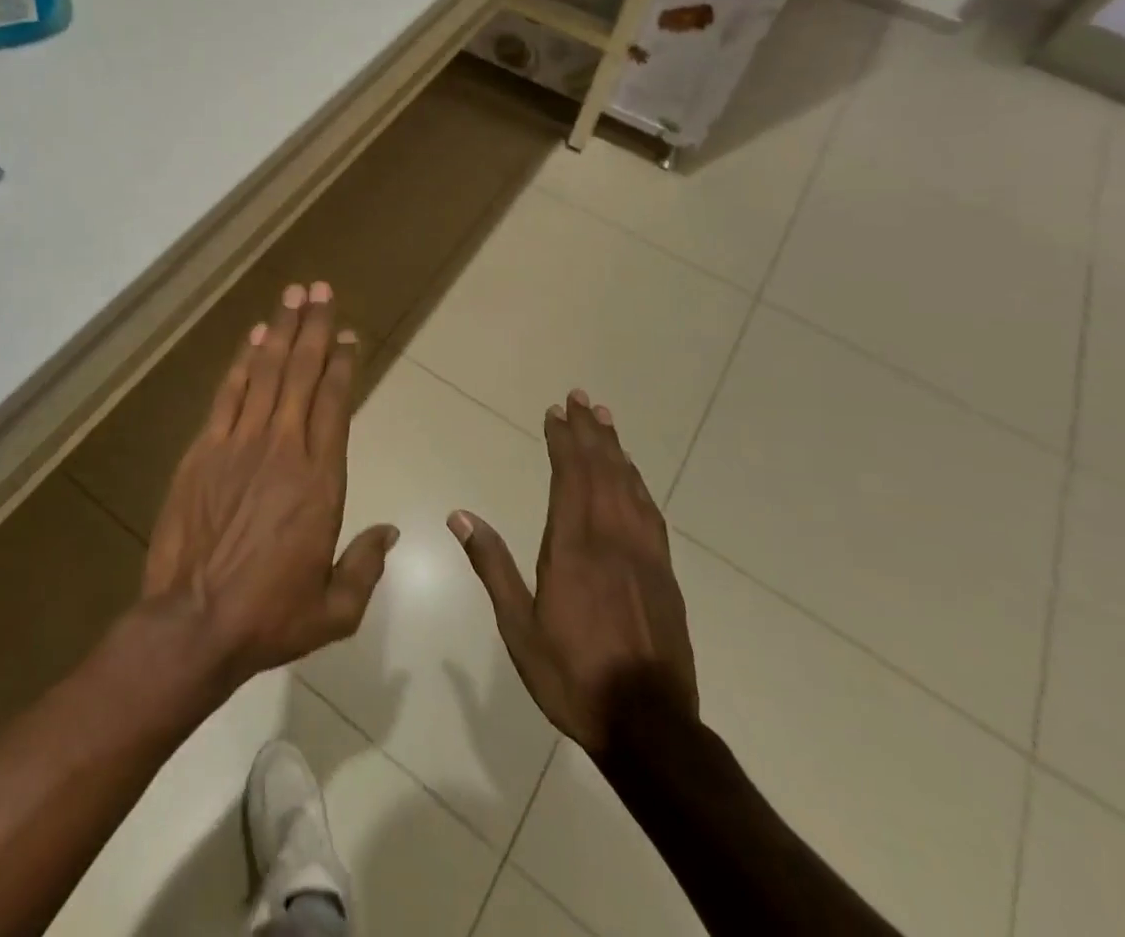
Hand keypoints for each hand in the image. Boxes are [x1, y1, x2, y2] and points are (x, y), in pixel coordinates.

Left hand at [142, 282, 397, 687]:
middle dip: (314, 327)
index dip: (343, 364)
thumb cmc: (270, 617)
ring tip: (292, 295)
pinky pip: (228, 394)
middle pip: (302, 372)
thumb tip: (390, 531)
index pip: (336, 403)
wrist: (194, 623)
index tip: (349, 334)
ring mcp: (239, 443)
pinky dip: (242, 362)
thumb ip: (366, 565)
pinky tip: (253, 338)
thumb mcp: (335, 608)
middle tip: (321, 289)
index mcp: (320, 479)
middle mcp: (283, 447)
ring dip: (280, 330)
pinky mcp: (204, 450)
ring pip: (266, 372)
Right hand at [449, 390, 697, 752]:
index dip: (563, 441)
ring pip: (630, 486)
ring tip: (606, 420)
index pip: (570, 477)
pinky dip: (638, 483)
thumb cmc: (573, 675)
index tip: (555, 412)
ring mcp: (644, 554)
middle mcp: (612, 538)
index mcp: (574, 547)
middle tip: (581, 398)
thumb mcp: (519, 628)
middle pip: (602, 470)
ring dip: (616, 449)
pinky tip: (633, 476)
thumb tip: (460, 515)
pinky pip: (650, 512)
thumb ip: (493, 566)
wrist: (650, 726)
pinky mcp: (664, 573)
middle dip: (590, 431)